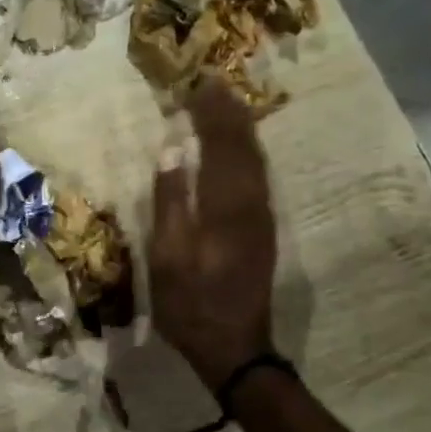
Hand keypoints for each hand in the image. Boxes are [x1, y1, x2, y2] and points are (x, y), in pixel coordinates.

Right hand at [149, 81, 277, 393]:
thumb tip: (172, 150)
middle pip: (244, 147)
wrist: (234, 347)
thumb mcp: (168, 256)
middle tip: (215, 84)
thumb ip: (169, 201)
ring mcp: (261, 218)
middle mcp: (251, 204)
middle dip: (229, 114)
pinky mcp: (263, 230)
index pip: (220, 145)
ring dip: (241, 130)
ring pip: (256, 161)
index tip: (199, 84)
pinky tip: (239, 149)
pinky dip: (247, 153)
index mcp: (225, 206)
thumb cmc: (190, 303)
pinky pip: (258, 177)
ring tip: (227, 106)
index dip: (211, 114)